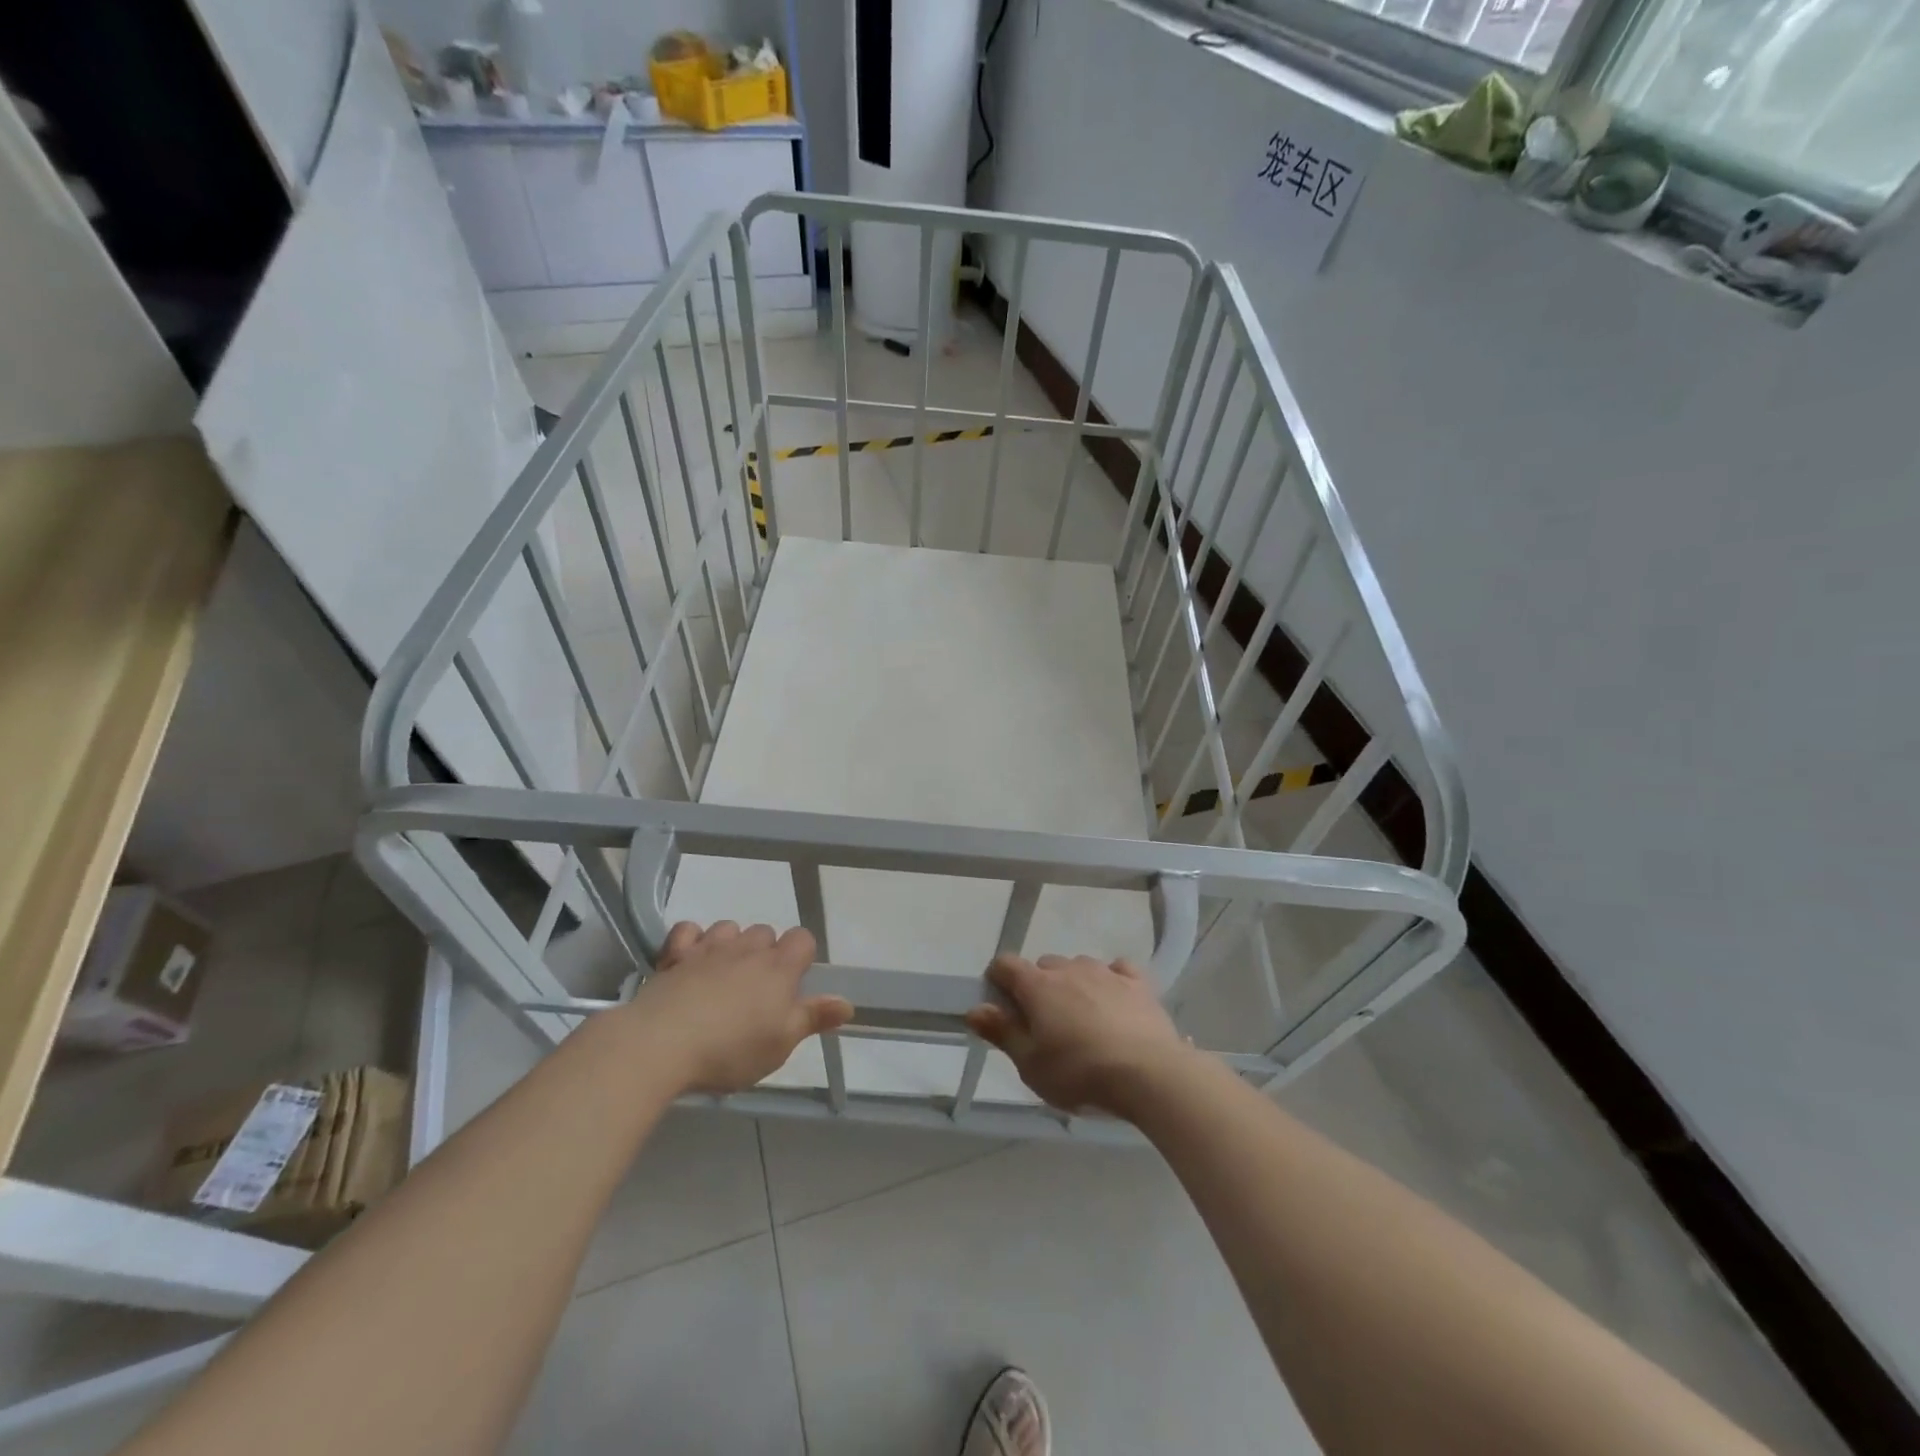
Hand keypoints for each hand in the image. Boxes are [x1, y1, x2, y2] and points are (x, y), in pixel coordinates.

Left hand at [623, 921, 853, 1094]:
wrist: (660, 1045)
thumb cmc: (730, 1050)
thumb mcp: (780, 1044)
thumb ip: (813, 1018)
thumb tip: (848, 1003)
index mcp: (778, 969)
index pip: (802, 938)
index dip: (802, 955)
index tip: (793, 983)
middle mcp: (747, 950)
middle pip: (766, 932)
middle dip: (766, 952)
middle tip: (757, 991)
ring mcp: (709, 948)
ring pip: (730, 928)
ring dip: (732, 944)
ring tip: (724, 976)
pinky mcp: (675, 955)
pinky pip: (689, 931)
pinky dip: (693, 940)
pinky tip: (691, 960)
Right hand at [964, 953, 1194, 1117]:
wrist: (1149, 1073)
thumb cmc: (1079, 1073)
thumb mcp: (1030, 1064)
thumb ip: (1001, 1032)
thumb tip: (974, 1008)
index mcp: (1037, 985)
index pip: (1005, 965)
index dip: (997, 981)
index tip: (1001, 1007)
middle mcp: (1069, 969)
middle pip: (1044, 966)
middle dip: (1038, 987)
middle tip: (1044, 1026)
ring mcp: (1106, 972)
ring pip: (1079, 967)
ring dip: (1073, 984)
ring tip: (1081, 1020)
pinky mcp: (1138, 984)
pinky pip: (1118, 970)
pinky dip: (1111, 981)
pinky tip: (1114, 1002)